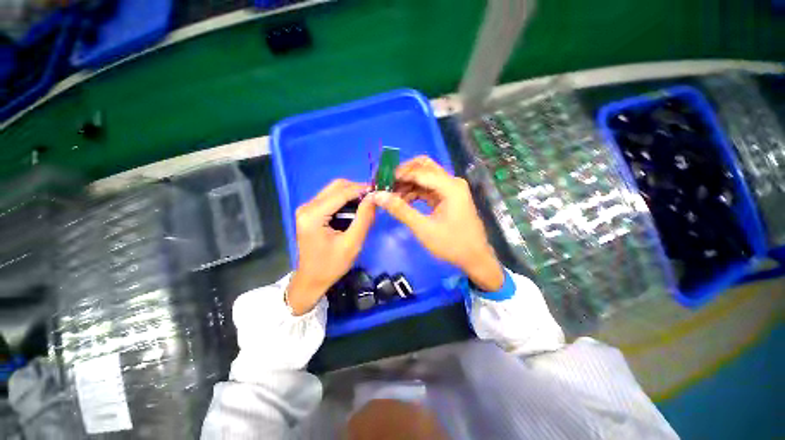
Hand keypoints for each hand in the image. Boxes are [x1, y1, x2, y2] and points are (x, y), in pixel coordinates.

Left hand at [287, 179, 374, 314]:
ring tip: (368, 203)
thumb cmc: (331, 265)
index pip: (341, 192)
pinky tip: (356, 208)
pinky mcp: (310, 212)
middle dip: (357, 189)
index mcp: (313, 215)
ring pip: (333, 190)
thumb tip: (374, 198)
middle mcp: (307, 207)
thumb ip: (364, 218)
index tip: (380, 190)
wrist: (311, 280)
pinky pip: (331, 198)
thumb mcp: (352, 243)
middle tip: (374, 197)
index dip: (362, 189)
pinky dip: (345, 200)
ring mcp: (307, 208)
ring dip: (352, 194)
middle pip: (336, 186)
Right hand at [370, 156, 503, 290]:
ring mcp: (450, 189)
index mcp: (450, 186)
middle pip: (423, 167)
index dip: (398, 174)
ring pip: (424, 178)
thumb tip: (377, 195)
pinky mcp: (448, 197)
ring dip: (407, 184)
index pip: (419, 171)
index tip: (379, 181)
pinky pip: (427, 188)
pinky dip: (414, 192)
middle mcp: (451, 182)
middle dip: (403, 174)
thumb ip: (400, 210)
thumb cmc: (451, 244)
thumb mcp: (423, 228)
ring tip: (390, 195)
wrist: (475, 258)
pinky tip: (402, 201)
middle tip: (386, 184)